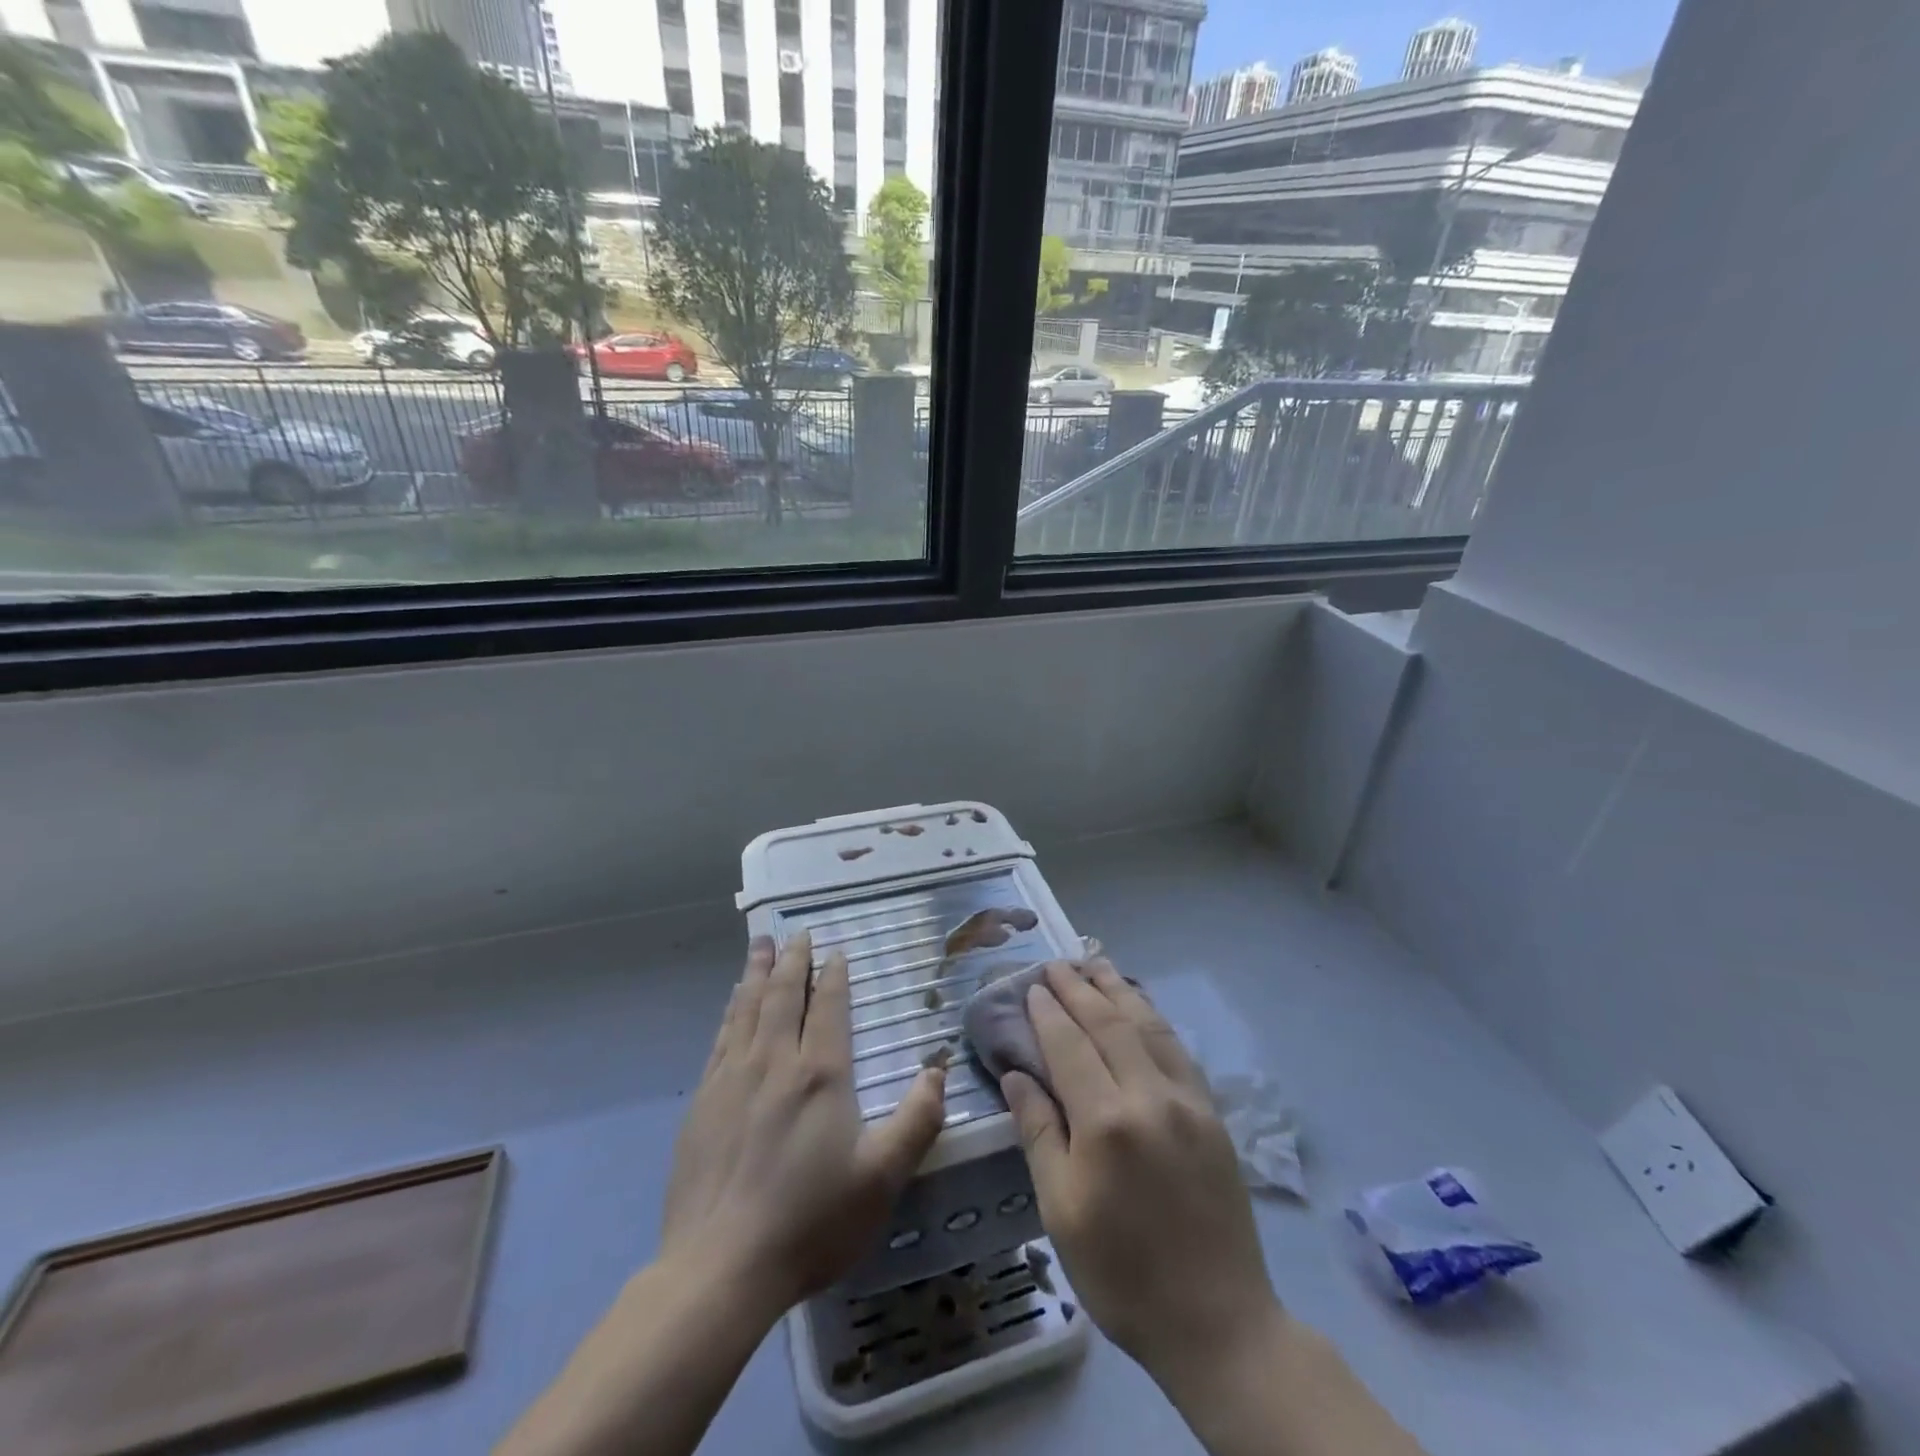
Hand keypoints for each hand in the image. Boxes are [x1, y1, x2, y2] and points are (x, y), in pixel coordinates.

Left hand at [659, 932, 947, 1318]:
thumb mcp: (881, 1177)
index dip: (834, 975)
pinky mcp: (702, 1102)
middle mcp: (774, 1062)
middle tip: (795, 932)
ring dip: (756, 973)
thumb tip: (938, 1069)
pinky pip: (720, 1038)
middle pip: (783, 995)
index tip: (836, 951)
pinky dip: (731, 1010)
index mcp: (820, 1074)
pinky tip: (733, 1004)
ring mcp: (732, 1079)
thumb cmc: (810, 1221)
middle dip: (792, 960)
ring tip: (759, 945)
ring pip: (747, 1008)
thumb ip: (917, 1119)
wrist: (719, 1268)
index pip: (828, 1007)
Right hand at [1001, 959, 1282, 1397]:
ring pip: (1147, 1026)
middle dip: (1080, 988)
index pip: (1069, 1045)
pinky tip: (1141, 1007)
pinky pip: (1177, 1049)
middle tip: (1057, 963)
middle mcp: (1149, 1096)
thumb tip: (1016, 1074)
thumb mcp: (1061, 1210)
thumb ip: (1039, 1133)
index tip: (1033, 985)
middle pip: (1109, 1024)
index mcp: (1106, 1122)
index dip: (1048, 1012)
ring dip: (1118, 991)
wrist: (1217, 1321)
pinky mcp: (1212, 1113)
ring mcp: (1187, 1101)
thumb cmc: (1122, 1273)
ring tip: (1096, 964)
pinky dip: (1153, 1018)